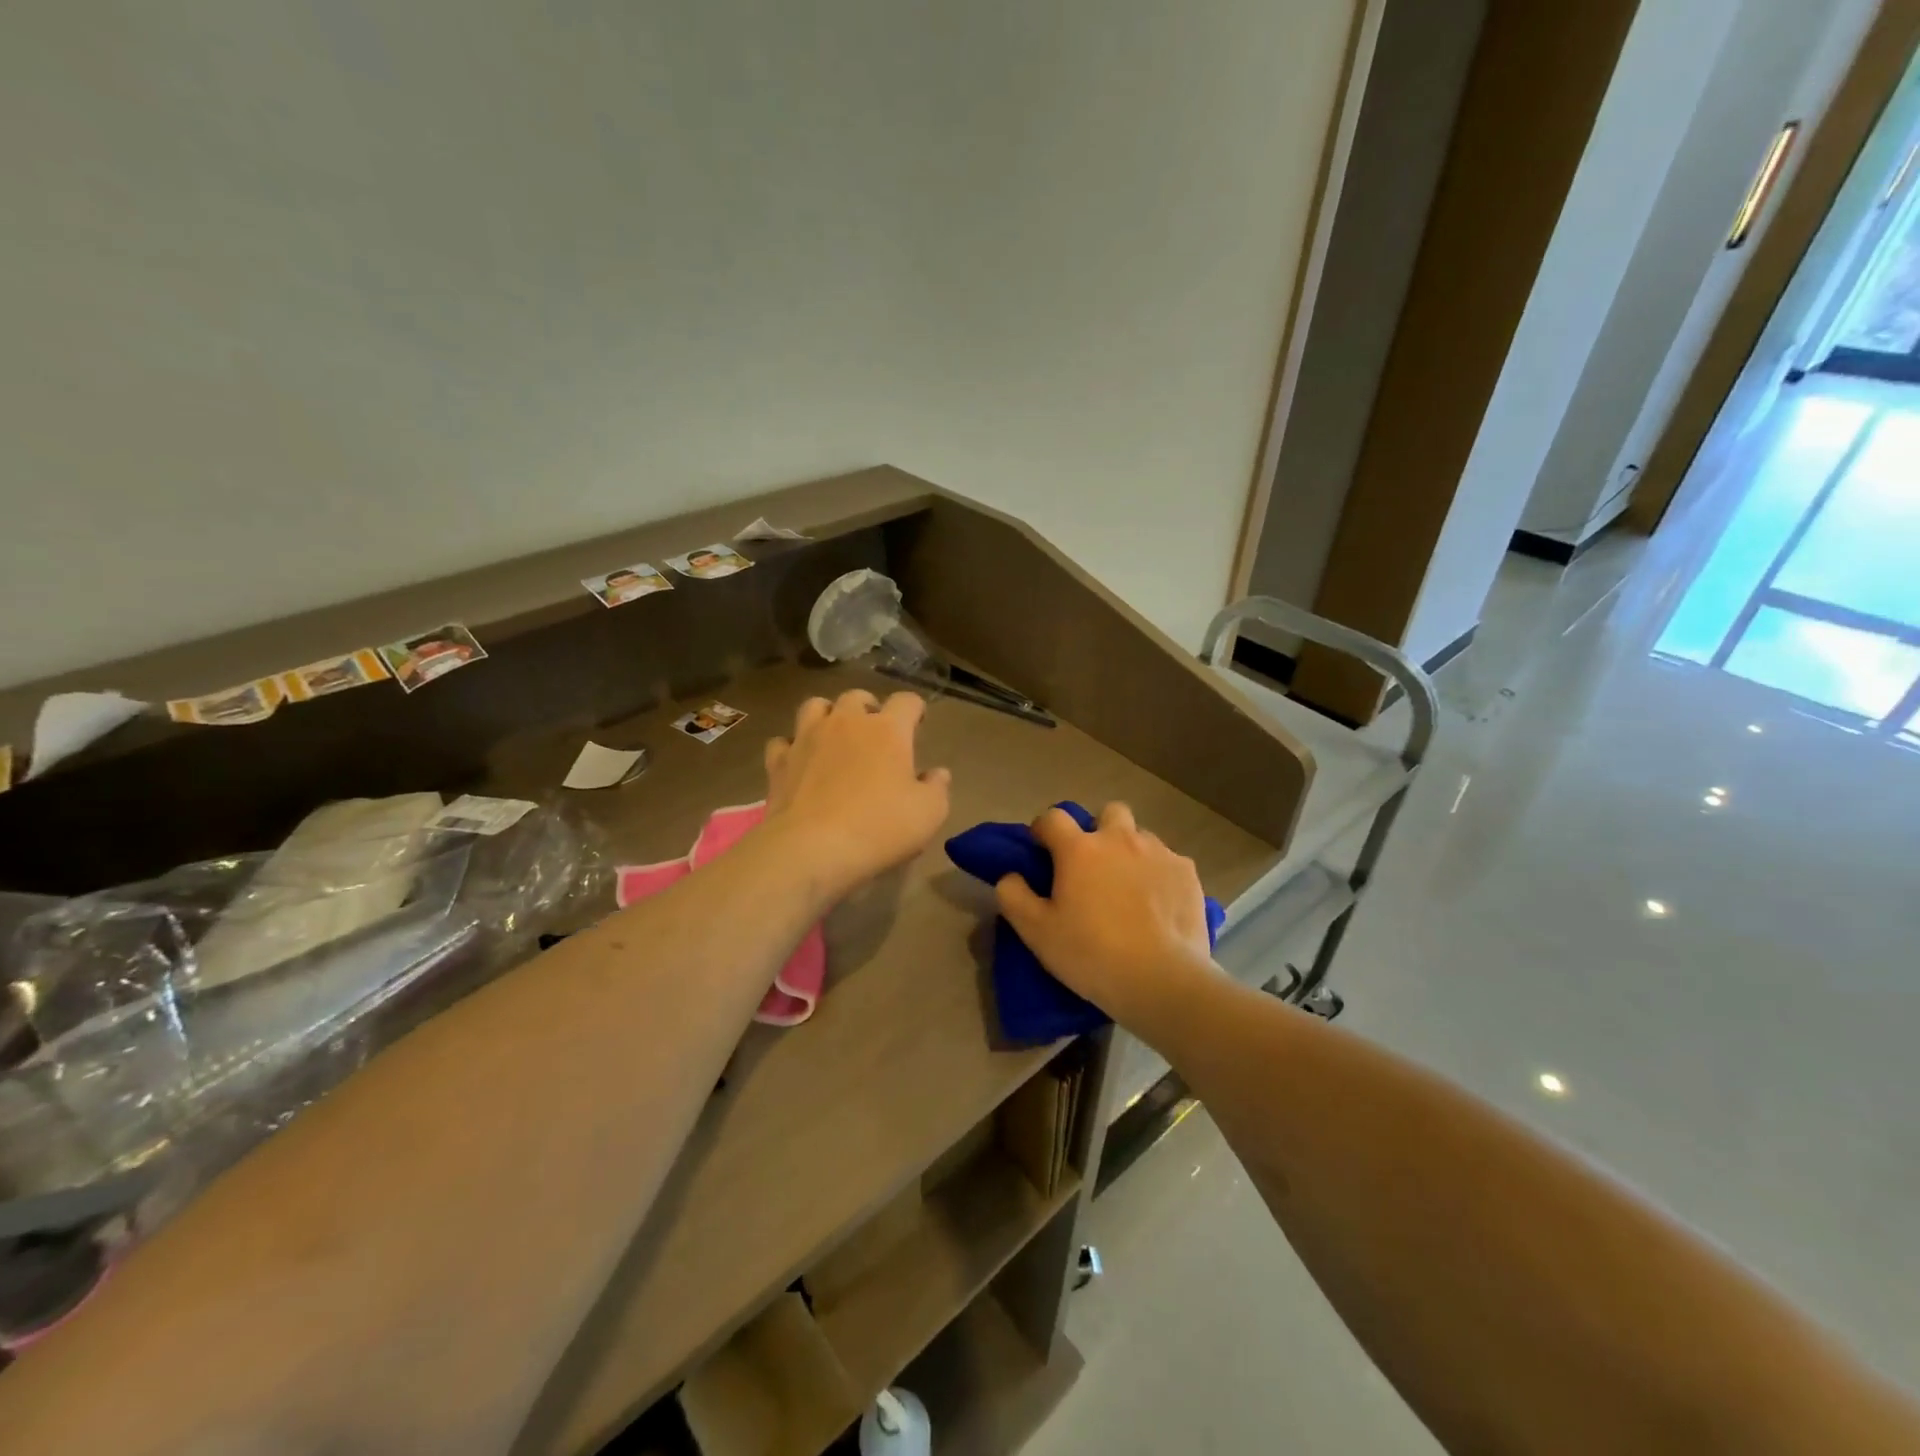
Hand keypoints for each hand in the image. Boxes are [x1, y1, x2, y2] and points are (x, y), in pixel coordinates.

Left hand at [763, 690, 951, 901]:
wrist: (811, 849)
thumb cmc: (879, 828)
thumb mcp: (928, 814)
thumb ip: (937, 788)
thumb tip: (937, 773)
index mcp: (888, 730)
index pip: (907, 701)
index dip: (915, 710)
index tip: (918, 725)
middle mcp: (846, 723)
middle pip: (857, 697)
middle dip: (869, 708)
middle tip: (876, 733)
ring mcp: (807, 738)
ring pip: (815, 707)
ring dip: (828, 716)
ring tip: (835, 736)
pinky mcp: (778, 762)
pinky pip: (783, 741)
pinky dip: (792, 747)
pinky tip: (799, 762)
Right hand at [995, 803, 1213, 1028]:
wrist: (1162, 980)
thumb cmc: (1092, 954)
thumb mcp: (1036, 933)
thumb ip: (1013, 896)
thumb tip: (1011, 875)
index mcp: (1079, 849)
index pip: (1053, 817)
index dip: (1043, 829)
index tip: (1042, 851)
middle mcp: (1120, 839)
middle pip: (1108, 812)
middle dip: (1098, 830)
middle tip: (1093, 866)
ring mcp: (1158, 853)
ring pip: (1140, 837)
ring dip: (1130, 852)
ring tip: (1128, 889)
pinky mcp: (1187, 872)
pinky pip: (1168, 861)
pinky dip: (1158, 875)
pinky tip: (1158, 906)